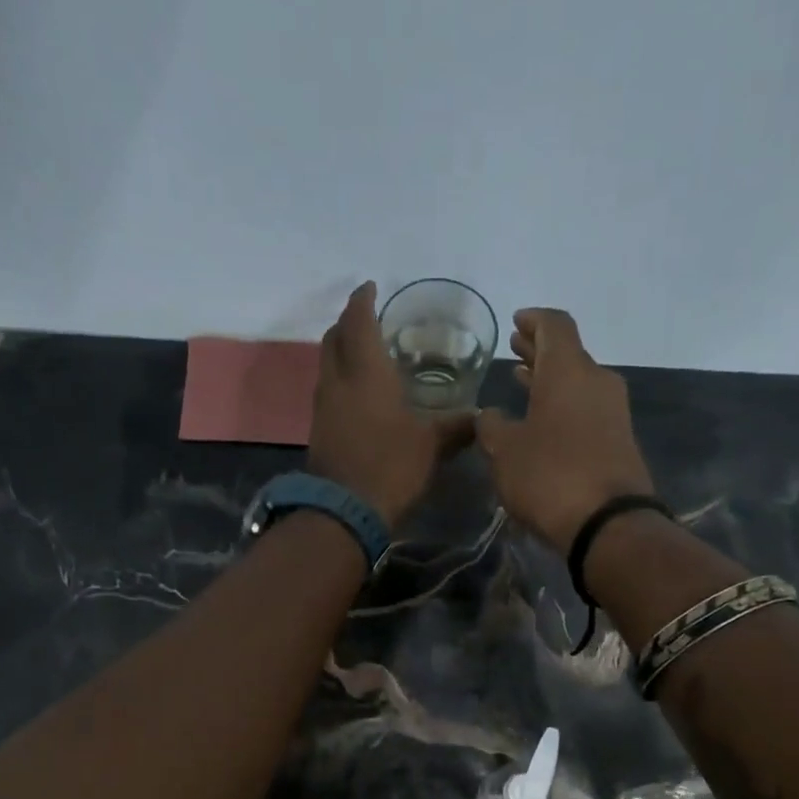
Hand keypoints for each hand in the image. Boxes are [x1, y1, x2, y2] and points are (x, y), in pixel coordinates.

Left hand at [307, 282, 474, 528]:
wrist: (344, 510)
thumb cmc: (391, 466)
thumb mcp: (431, 445)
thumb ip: (456, 427)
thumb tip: (480, 418)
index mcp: (366, 372)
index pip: (359, 321)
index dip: (363, 300)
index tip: (371, 287)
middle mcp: (338, 381)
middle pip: (334, 337)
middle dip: (348, 322)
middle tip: (367, 319)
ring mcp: (323, 406)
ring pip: (327, 364)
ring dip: (341, 352)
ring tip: (364, 354)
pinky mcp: (319, 430)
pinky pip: (328, 391)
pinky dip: (340, 380)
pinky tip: (358, 395)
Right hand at [476, 308, 654, 553]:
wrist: (608, 522)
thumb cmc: (549, 476)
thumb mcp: (504, 451)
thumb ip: (491, 426)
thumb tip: (489, 415)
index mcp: (568, 370)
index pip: (554, 325)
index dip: (533, 320)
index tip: (516, 322)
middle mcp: (596, 381)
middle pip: (568, 353)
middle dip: (539, 350)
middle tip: (514, 349)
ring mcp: (613, 411)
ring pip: (577, 382)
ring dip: (550, 380)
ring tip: (522, 381)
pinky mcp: (619, 440)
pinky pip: (586, 409)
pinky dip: (563, 405)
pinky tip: (542, 421)